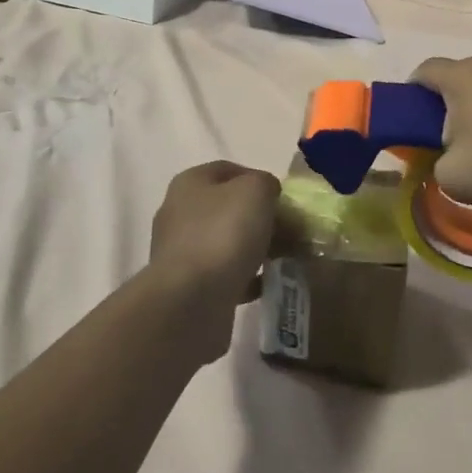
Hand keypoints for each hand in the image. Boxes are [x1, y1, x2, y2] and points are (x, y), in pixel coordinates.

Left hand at [147, 162, 279, 362]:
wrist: (190, 302)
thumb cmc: (223, 234)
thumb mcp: (255, 191)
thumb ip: (265, 183)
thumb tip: (267, 194)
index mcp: (190, 183)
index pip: (228, 170)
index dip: (259, 179)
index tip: (284, 199)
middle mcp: (180, 213)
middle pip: (228, 207)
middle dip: (260, 217)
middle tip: (291, 231)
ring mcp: (182, 252)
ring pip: (228, 241)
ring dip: (255, 248)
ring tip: (285, 258)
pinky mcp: (189, 286)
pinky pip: (226, 274)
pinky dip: (247, 277)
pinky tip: (268, 283)